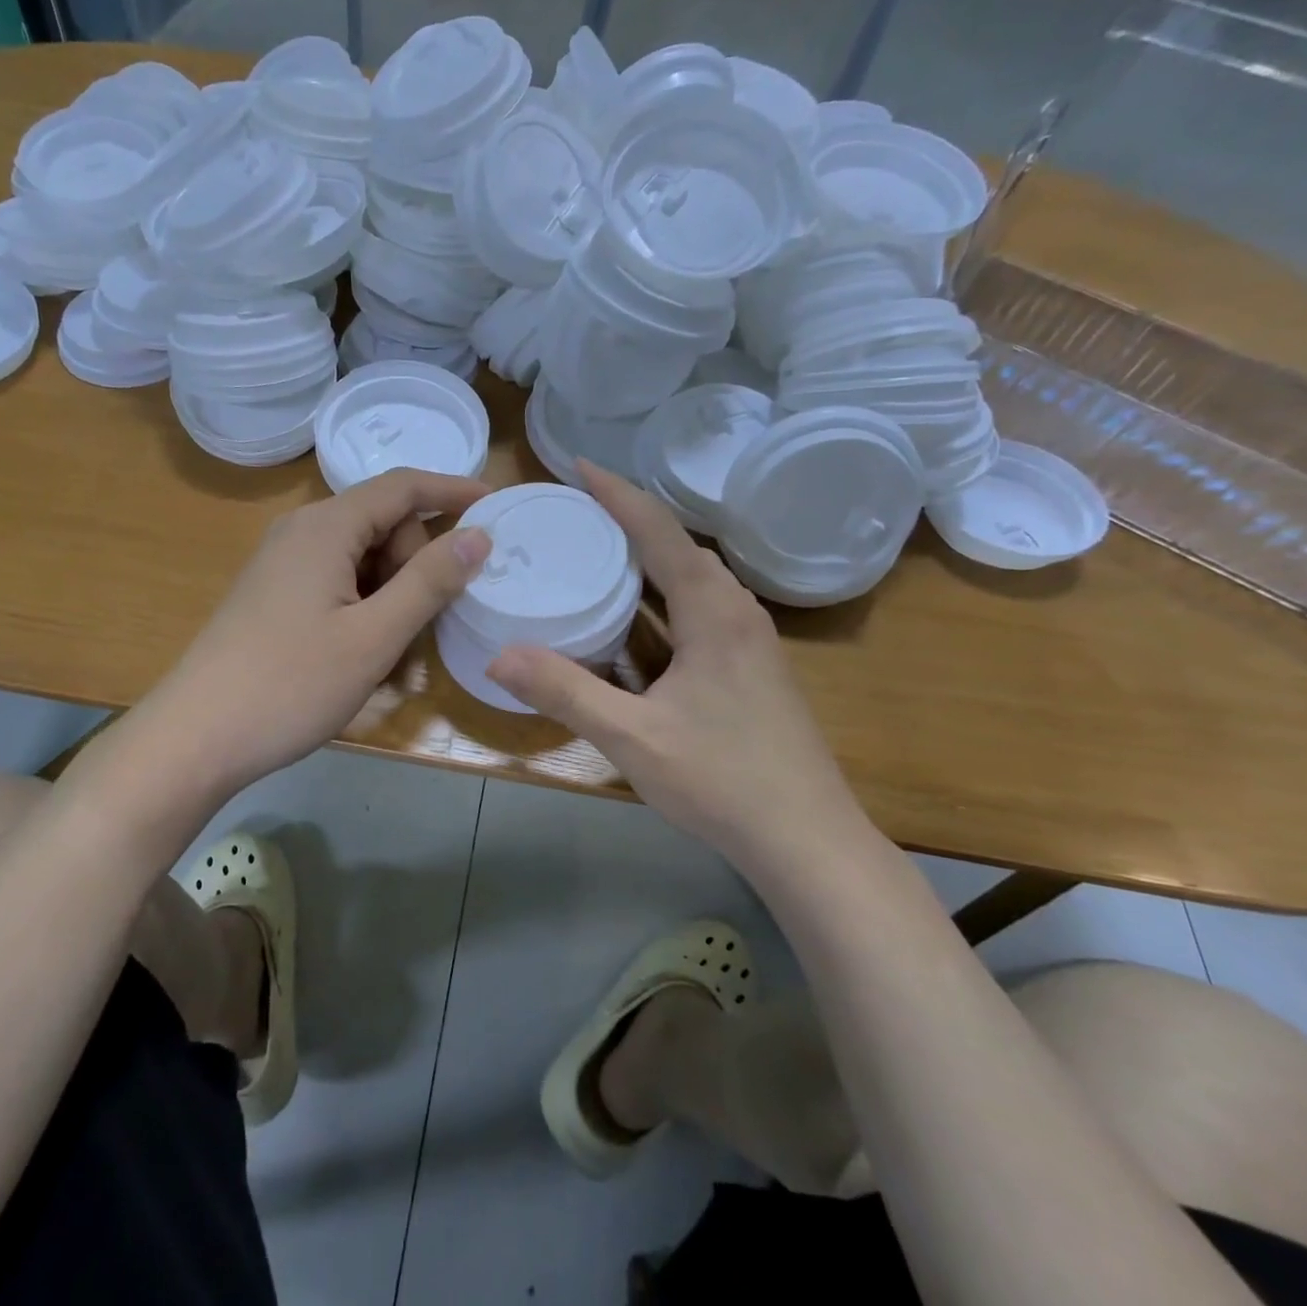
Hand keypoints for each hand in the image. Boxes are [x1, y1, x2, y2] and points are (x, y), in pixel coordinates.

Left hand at [150, 468, 491, 797]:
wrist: (196, 737)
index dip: (451, 489)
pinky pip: (337, 582)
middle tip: (420, 625)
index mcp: (325, 527)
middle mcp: (301, 531)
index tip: (496, 505)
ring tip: (389, 652)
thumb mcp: (374, 636)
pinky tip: (361, 654)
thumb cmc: (291, 684)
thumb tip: (477, 534)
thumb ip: (429, 581)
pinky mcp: (275, 594)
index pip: (402, 486)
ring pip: (362, 558)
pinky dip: (364, 607)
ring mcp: (283, 564)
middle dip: (415, 563)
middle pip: (383, 523)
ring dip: (391, 595)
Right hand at [486, 461, 865, 859]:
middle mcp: (737, 611)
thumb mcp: (633, 737)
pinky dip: (662, 596)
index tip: (578, 465)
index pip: (659, 531)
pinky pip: (700, 609)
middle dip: (629, 520)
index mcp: (714, 611)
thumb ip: (565, 692)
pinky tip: (636, 618)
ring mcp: (750, 640)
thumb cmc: (722, 780)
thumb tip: (498, 655)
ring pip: (693, 579)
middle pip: (679, 547)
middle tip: (575, 511)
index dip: (618, 494)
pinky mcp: (750, 667)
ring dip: (648, 558)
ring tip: (598, 551)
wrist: (808, 840)